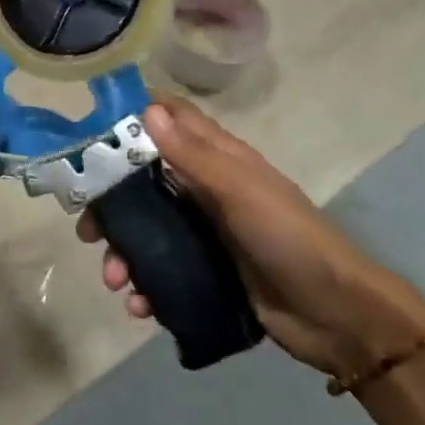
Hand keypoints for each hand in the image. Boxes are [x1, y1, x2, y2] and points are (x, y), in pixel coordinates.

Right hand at [79, 98, 424, 376]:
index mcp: (219, 159)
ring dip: (124, 253)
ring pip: (148, 232)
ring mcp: (205, 234)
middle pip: (144, 182)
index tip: (90, 134)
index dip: (132, 119)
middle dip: (112, 204)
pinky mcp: (206, 273)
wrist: (337, 315)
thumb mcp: (240, 191)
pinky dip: (146, 287)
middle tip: (88, 230)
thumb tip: (148, 108)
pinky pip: (163, 273)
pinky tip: (140, 307)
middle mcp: (207, 190)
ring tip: (116, 280)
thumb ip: (193, 154)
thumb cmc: (290, 238)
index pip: (171, 121)